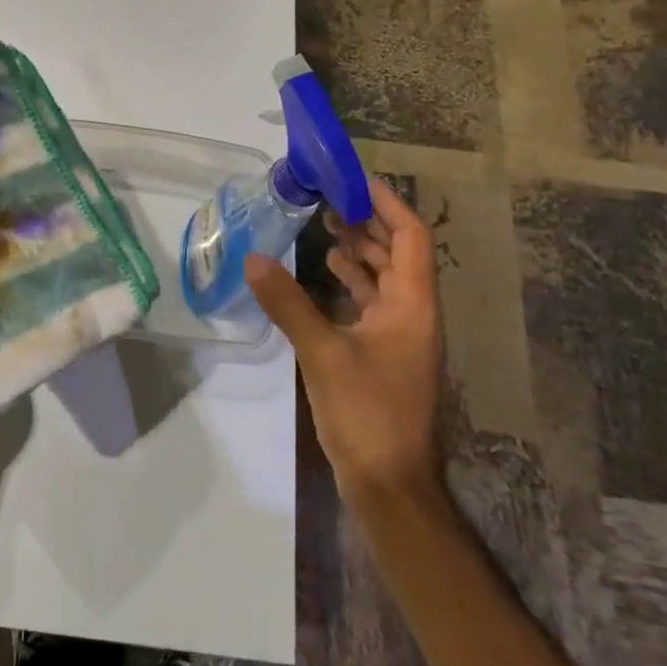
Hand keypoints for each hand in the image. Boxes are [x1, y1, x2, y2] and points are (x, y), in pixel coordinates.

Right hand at [244, 177, 441, 503]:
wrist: (389, 485)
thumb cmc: (367, 414)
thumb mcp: (322, 354)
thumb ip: (288, 304)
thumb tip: (254, 259)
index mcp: (412, 306)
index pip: (410, 237)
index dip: (387, 204)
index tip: (353, 180)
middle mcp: (413, 314)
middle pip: (397, 253)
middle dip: (366, 222)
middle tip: (327, 197)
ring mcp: (400, 335)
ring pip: (384, 278)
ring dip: (359, 250)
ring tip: (323, 225)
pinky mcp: (383, 353)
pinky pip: (370, 302)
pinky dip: (351, 281)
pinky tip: (324, 272)